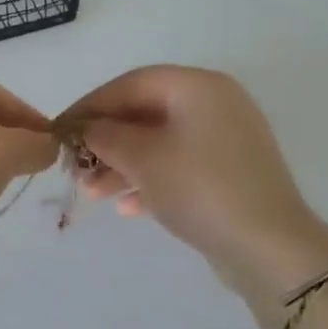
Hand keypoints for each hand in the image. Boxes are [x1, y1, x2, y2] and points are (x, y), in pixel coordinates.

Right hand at [59, 66, 327, 300]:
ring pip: (159, 144)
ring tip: (92, 194)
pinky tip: (125, 208)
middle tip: (75, 168)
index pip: (132, 83)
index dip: (91, 105)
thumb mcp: (143, 158)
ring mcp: (224, 141)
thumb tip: (87, 128)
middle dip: (105, 141)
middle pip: (145, 114)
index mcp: (198, 87)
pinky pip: (178, 167)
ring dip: (121, 165)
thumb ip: (106, 135)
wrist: (267, 245)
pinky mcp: (228, 174)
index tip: (60, 130)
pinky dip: (149, 181)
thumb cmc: (199, 188)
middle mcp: (215, 105)